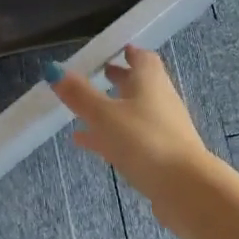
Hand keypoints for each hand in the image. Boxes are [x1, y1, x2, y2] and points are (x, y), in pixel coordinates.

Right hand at [50, 47, 213, 203]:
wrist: (185, 187)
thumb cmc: (144, 140)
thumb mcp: (104, 115)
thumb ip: (79, 94)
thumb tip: (53, 69)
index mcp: (150, 82)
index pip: (143, 58)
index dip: (129, 52)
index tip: (113, 51)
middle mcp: (160, 101)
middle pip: (140, 85)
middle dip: (120, 78)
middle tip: (99, 75)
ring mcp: (162, 130)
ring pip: (134, 113)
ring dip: (113, 109)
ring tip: (85, 111)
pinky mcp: (159, 156)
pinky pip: (131, 138)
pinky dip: (110, 136)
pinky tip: (86, 143)